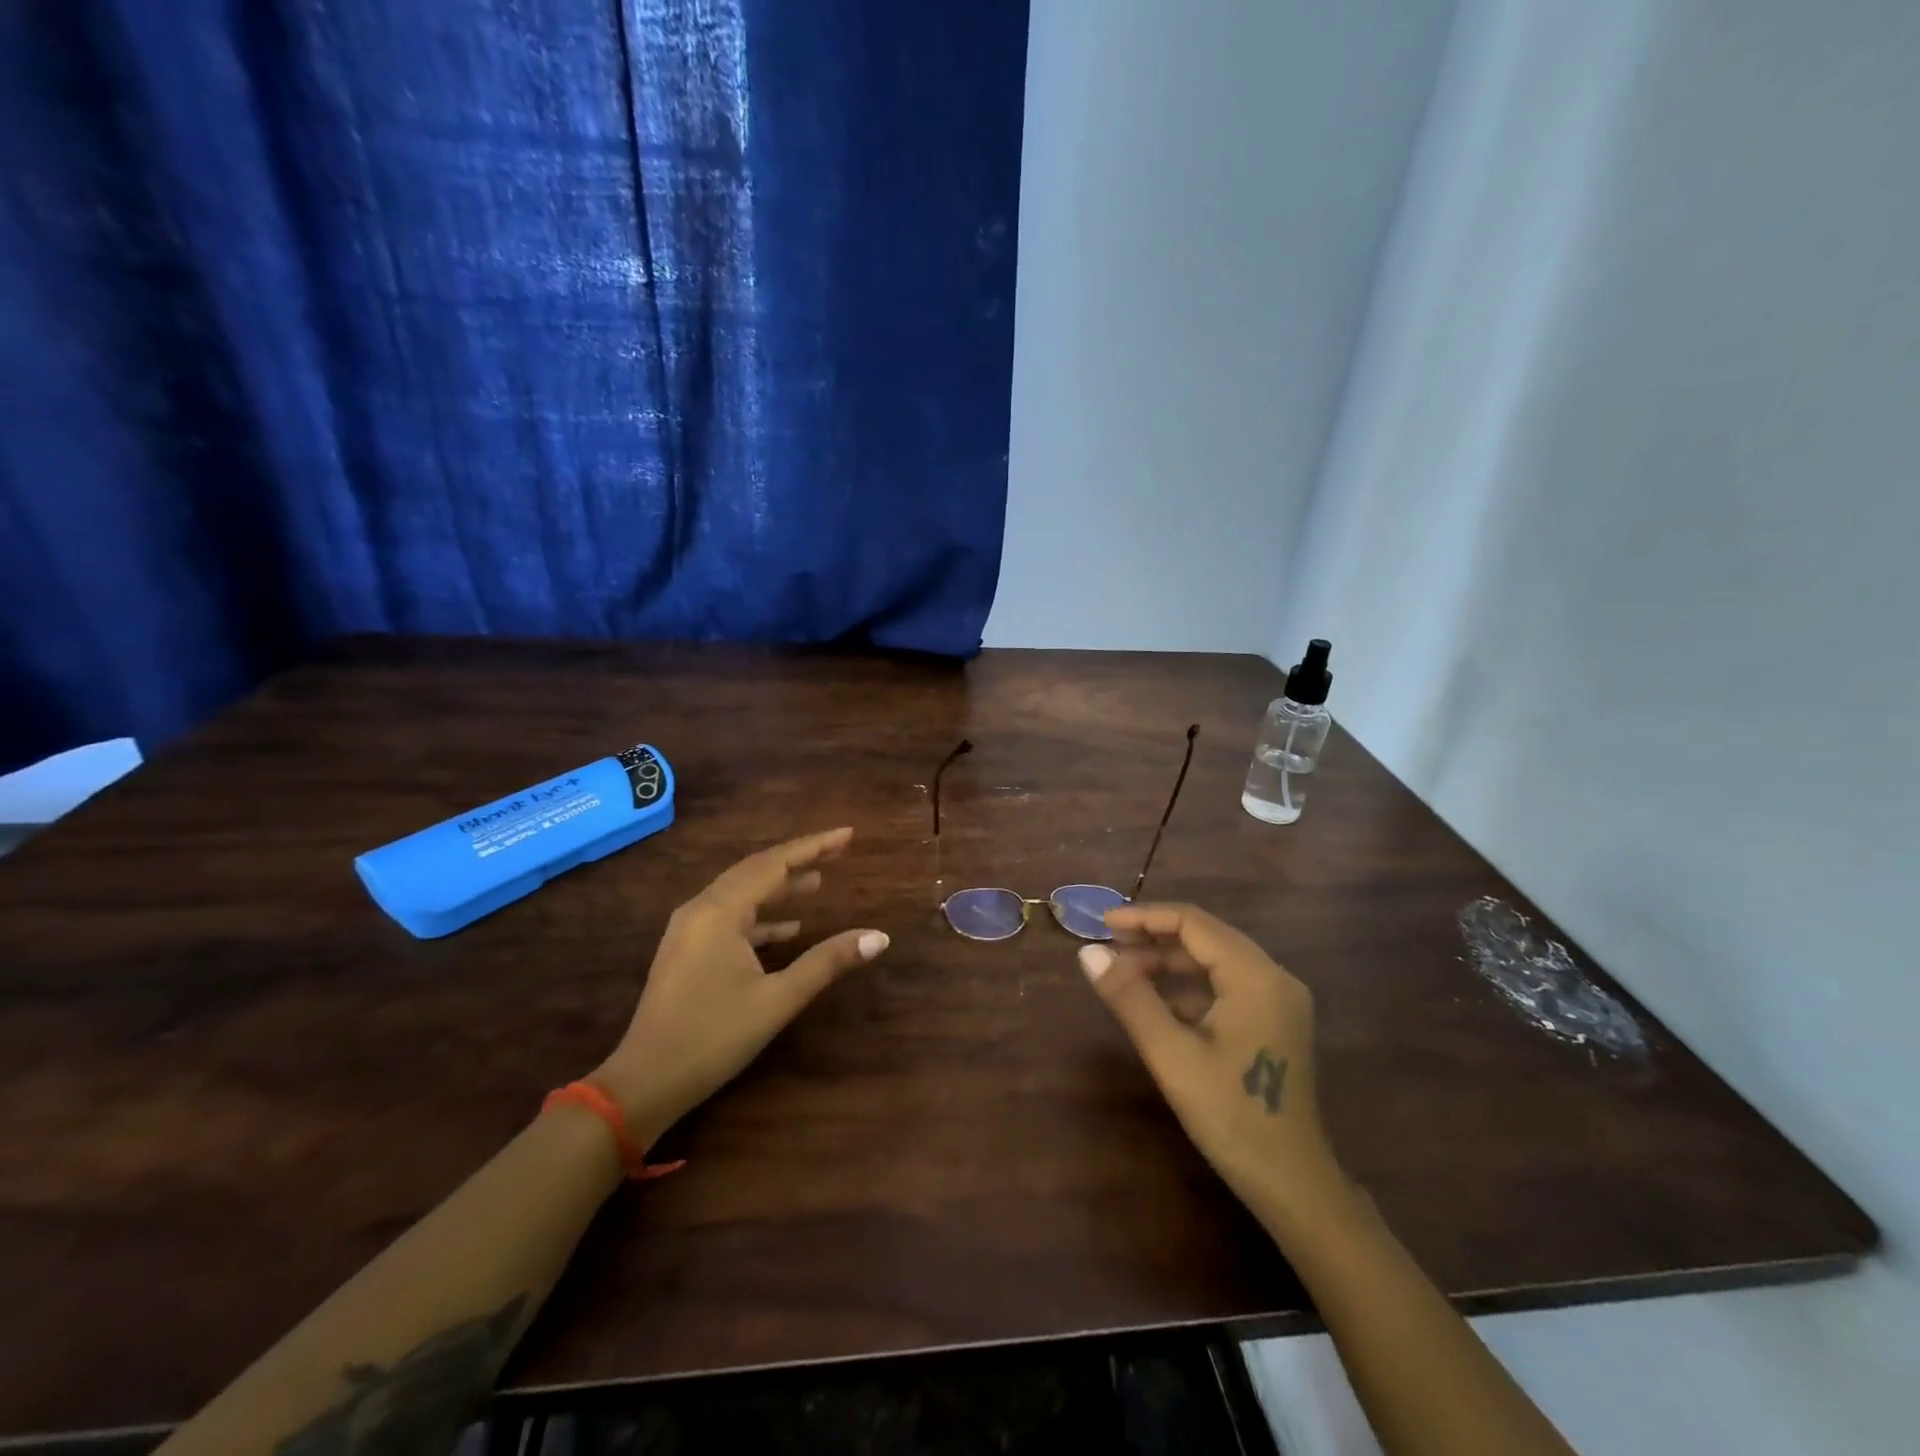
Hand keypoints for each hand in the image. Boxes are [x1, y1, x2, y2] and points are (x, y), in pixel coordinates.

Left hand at [590, 828, 888, 1147]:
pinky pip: (729, 918)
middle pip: (756, 870)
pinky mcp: (687, 951)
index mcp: (720, 911)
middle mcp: (701, 909)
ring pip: (741, 894)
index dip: (813, 846)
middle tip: (838, 851)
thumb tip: (879, 937)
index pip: (774, 863)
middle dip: (798, 860)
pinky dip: (760, 917)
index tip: (847, 834)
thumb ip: (827, 962)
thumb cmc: (713, 1037)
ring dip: (779, 888)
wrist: (644, 1083)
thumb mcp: (777, 1000)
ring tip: (818, 883)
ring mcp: (689, 930)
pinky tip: (787, 929)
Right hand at [1080, 903, 1346, 1233]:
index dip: (1144, 917)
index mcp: (1255, 976)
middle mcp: (1274, 977)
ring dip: (1169, 963)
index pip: (1193, 923)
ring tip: (1124, 974)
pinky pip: (1226, 986)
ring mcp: (1279, 1000)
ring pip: (1215, 961)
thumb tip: (1087, 952)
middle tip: (1108, 949)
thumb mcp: (1171, 1054)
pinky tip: (1157, 1003)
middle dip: (1154, 938)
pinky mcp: (1275, 1022)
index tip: (1102, 923)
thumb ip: (1129, 997)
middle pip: (1206, 937)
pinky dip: (1189, 986)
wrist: (1293, 1185)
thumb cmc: (1231, 1116)